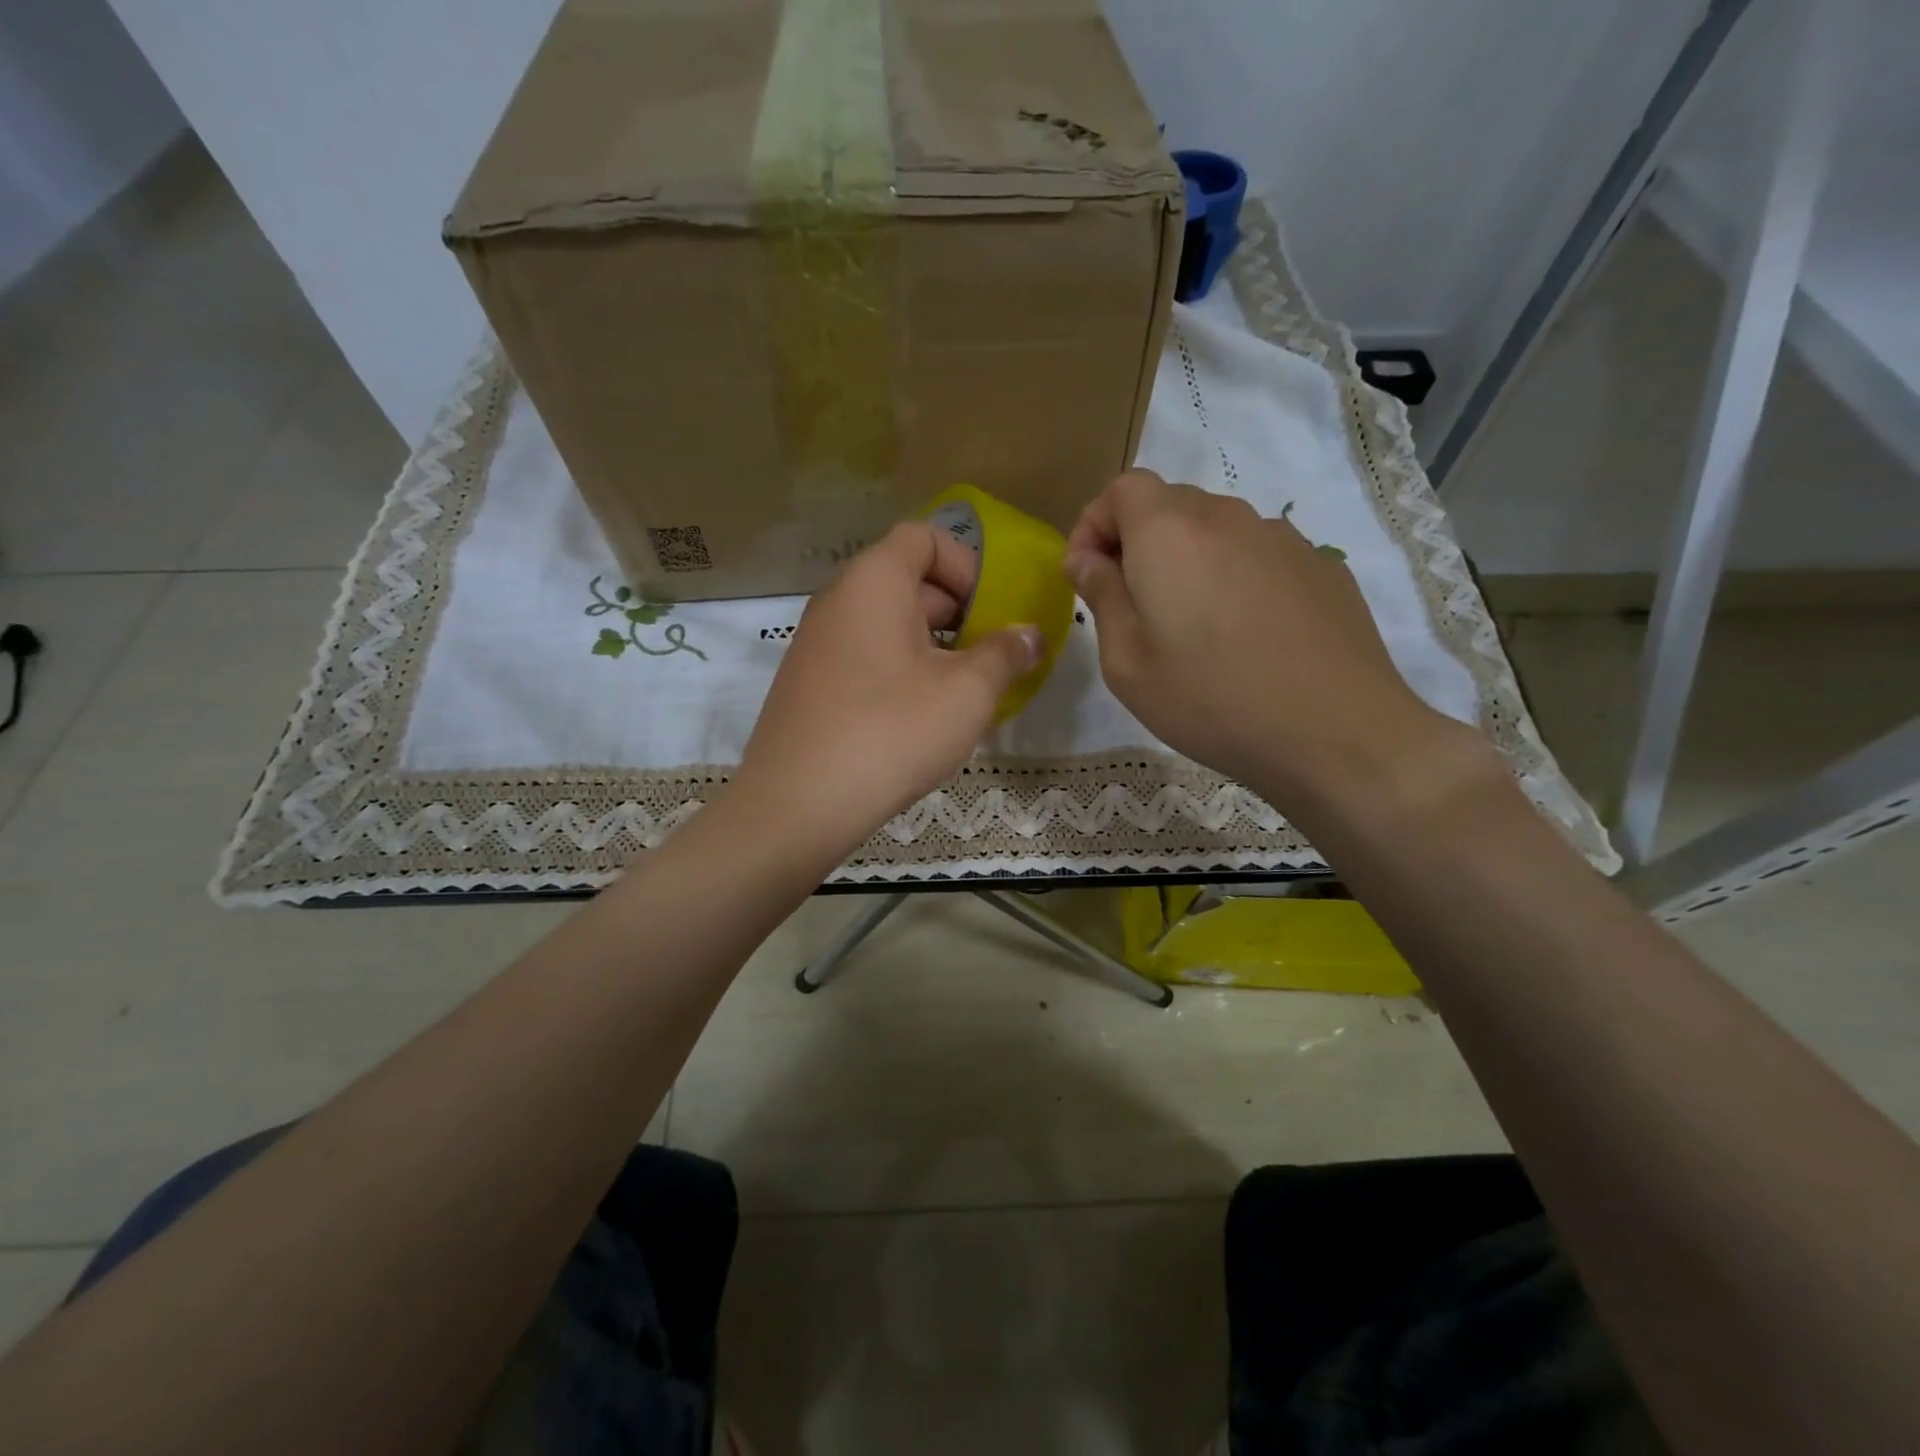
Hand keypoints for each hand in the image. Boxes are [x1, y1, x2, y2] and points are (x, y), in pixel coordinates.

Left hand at [733, 521, 1042, 856]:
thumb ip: (1006, 654)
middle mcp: (838, 600)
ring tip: (961, 693)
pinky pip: (865, 657)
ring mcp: (816, 643)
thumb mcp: (967, 692)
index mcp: (874, 581)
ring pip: (887, 624)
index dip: (967, 564)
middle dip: (958, 612)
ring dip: (932, 647)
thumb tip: (1031, 635)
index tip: (992, 611)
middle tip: (988, 658)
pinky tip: (919, 718)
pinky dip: (900, 670)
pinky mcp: (808, 684)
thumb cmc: (892, 732)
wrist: (799, 804)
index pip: (924, 537)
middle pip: (907, 580)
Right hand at [1066, 469, 1476, 807]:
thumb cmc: (1209, 700)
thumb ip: (1102, 597)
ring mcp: (1282, 539)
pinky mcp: (1322, 567)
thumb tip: (1088, 560)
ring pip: (1218, 530)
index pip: (1123, 488)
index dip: (1095, 524)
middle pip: (1170, 505)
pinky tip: (1248, 636)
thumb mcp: (1127, 662)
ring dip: (1190, 561)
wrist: (1334, 732)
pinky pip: (1260, 557)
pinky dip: (1237, 578)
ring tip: (1194, 626)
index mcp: (1169, 532)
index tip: (1087, 575)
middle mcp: (1227, 517)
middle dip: (1138, 542)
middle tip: (1133, 605)